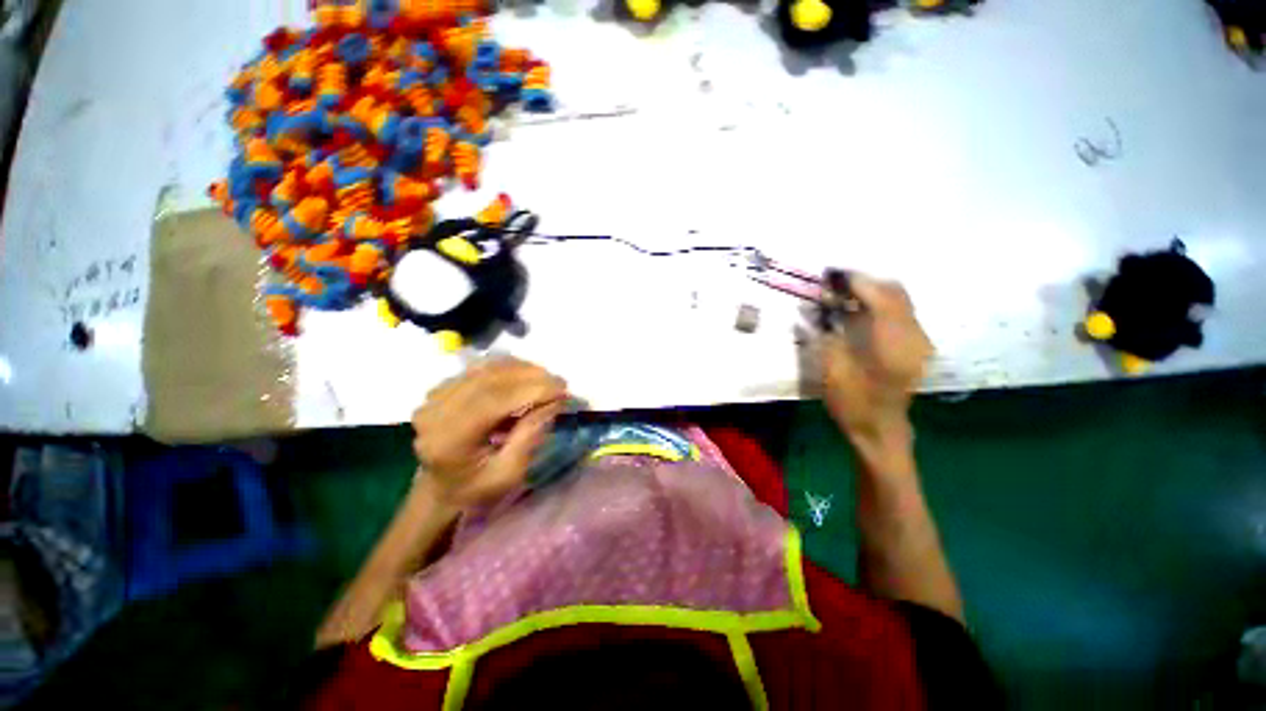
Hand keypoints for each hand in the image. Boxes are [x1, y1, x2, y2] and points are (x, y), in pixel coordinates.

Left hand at [412, 357, 567, 507]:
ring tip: (546, 379)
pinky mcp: (441, 388)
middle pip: (489, 379)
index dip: (532, 390)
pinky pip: (479, 369)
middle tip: (560, 382)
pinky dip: (507, 368)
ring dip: (521, 369)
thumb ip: (530, 436)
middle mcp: (435, 412)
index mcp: (448, 440)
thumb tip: (553, 402)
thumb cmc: (477, 488)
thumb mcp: (509, 474)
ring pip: (485, 369)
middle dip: (531, 376)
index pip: (494, 400)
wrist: (441, 488)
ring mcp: (434, 397)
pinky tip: (526, 376)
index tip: (563, 390)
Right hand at [813, 274, 931, 451]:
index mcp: (893, 342)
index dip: (856, 281)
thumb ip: (826, 333)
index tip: (832, 274)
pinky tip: (857, 313)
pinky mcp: (916, 347)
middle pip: (895, 292)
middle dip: (865, 282)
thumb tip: (816, 306)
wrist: (880, 430)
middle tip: (835, 283)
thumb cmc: (853, 403)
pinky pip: (900, 314)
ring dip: (872, 293)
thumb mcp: (832, 370)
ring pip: (900, 301)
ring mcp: (919, 341)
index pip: (880, 296)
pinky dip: (879, 306)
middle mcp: (913, 335)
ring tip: (843, 295)